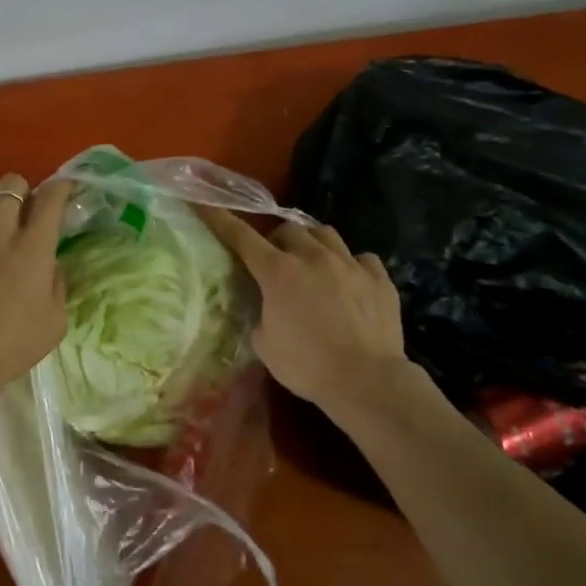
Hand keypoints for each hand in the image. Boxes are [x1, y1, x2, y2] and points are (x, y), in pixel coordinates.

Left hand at [0, 174, 72, 392]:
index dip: (61, 187)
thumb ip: (55, 284)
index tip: (64, 189)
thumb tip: (48, 265)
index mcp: (31, 248)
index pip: (51, 198)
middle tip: (22, 215)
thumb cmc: (12, 346)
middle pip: (9, 186)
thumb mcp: (54, 322)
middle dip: (20, 193)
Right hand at [199, 209, 411, 426]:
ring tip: (313, 262)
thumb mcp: (264, 343)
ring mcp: (350, 264)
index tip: (206, 204)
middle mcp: (313, 258)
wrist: (367, 381)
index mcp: (278, 272)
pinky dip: (351, 264)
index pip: (242, 237)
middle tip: (276, 260)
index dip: (221, 219)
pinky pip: (362, 258)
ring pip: (325, 233)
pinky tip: (350, 281)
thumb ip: (260, 313)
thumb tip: (264, 305)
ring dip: (312, 243)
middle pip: (289, 228)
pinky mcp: (379, 278)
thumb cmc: (307, 366)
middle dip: (277, 239)